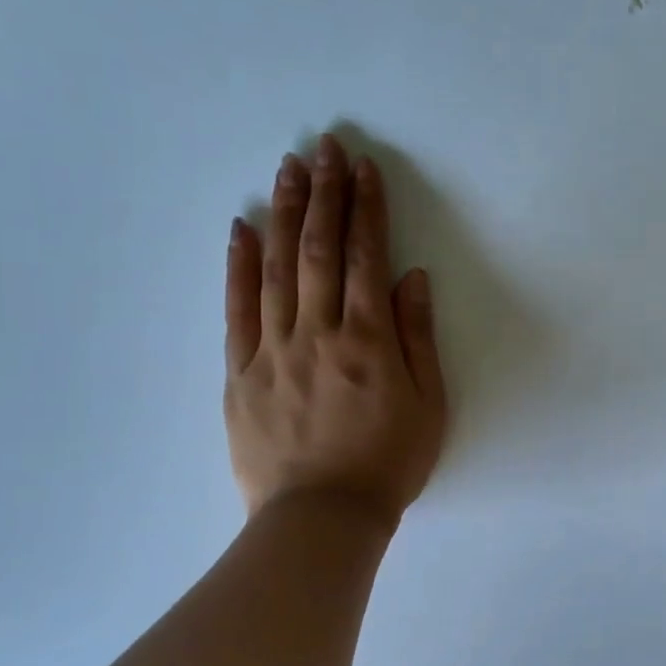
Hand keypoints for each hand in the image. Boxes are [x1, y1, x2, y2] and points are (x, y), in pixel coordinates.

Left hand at [224, 134, 446, 530]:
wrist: (323, 518)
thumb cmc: (389, 463)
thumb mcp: (429, 405)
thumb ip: (418, 337)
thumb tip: (411, 277)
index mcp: (368, 340)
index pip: (365, 257)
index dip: (366, 208)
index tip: (364, 169)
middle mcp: (318, 332)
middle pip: (318, 250)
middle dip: (323, 194)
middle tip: (324, 147)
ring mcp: (273, 350)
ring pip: (276, 268)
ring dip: (282, 214)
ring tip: (287, 169)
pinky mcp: (241, 372)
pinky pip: (237, 309)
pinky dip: (238, 265)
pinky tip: (240, 228)